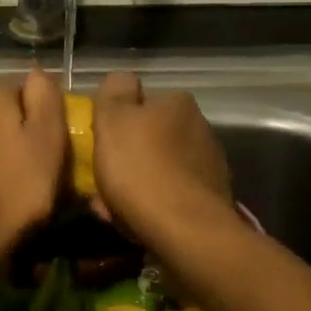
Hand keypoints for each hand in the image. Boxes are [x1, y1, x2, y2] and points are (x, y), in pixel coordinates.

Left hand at [0, 70, 66, 267]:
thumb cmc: (15, 190)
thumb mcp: (47, 141)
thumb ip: (46, 99)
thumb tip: (39, 72)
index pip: (27, 88)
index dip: (45, 114)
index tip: (56, 143)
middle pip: (3, 113)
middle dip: (20, 132)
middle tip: (40, 166)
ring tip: (15, 185)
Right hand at [91, 72, 235, 246]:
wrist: (186, 231)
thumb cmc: (141, 169)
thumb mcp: (113, 119)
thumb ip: (114, 91)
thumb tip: (122, 79)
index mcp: (178, 103)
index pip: (140, 103)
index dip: (116, 122)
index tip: (99, 144)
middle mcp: (200, 127)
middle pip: (150, 138)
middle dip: (126, 157)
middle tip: (101, 179)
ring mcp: (209, 166)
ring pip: (159, 169)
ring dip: (137, 183)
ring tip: (112, 208)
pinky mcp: (211, 200)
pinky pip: (170, 196)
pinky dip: (152, 205)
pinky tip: (135, 222)